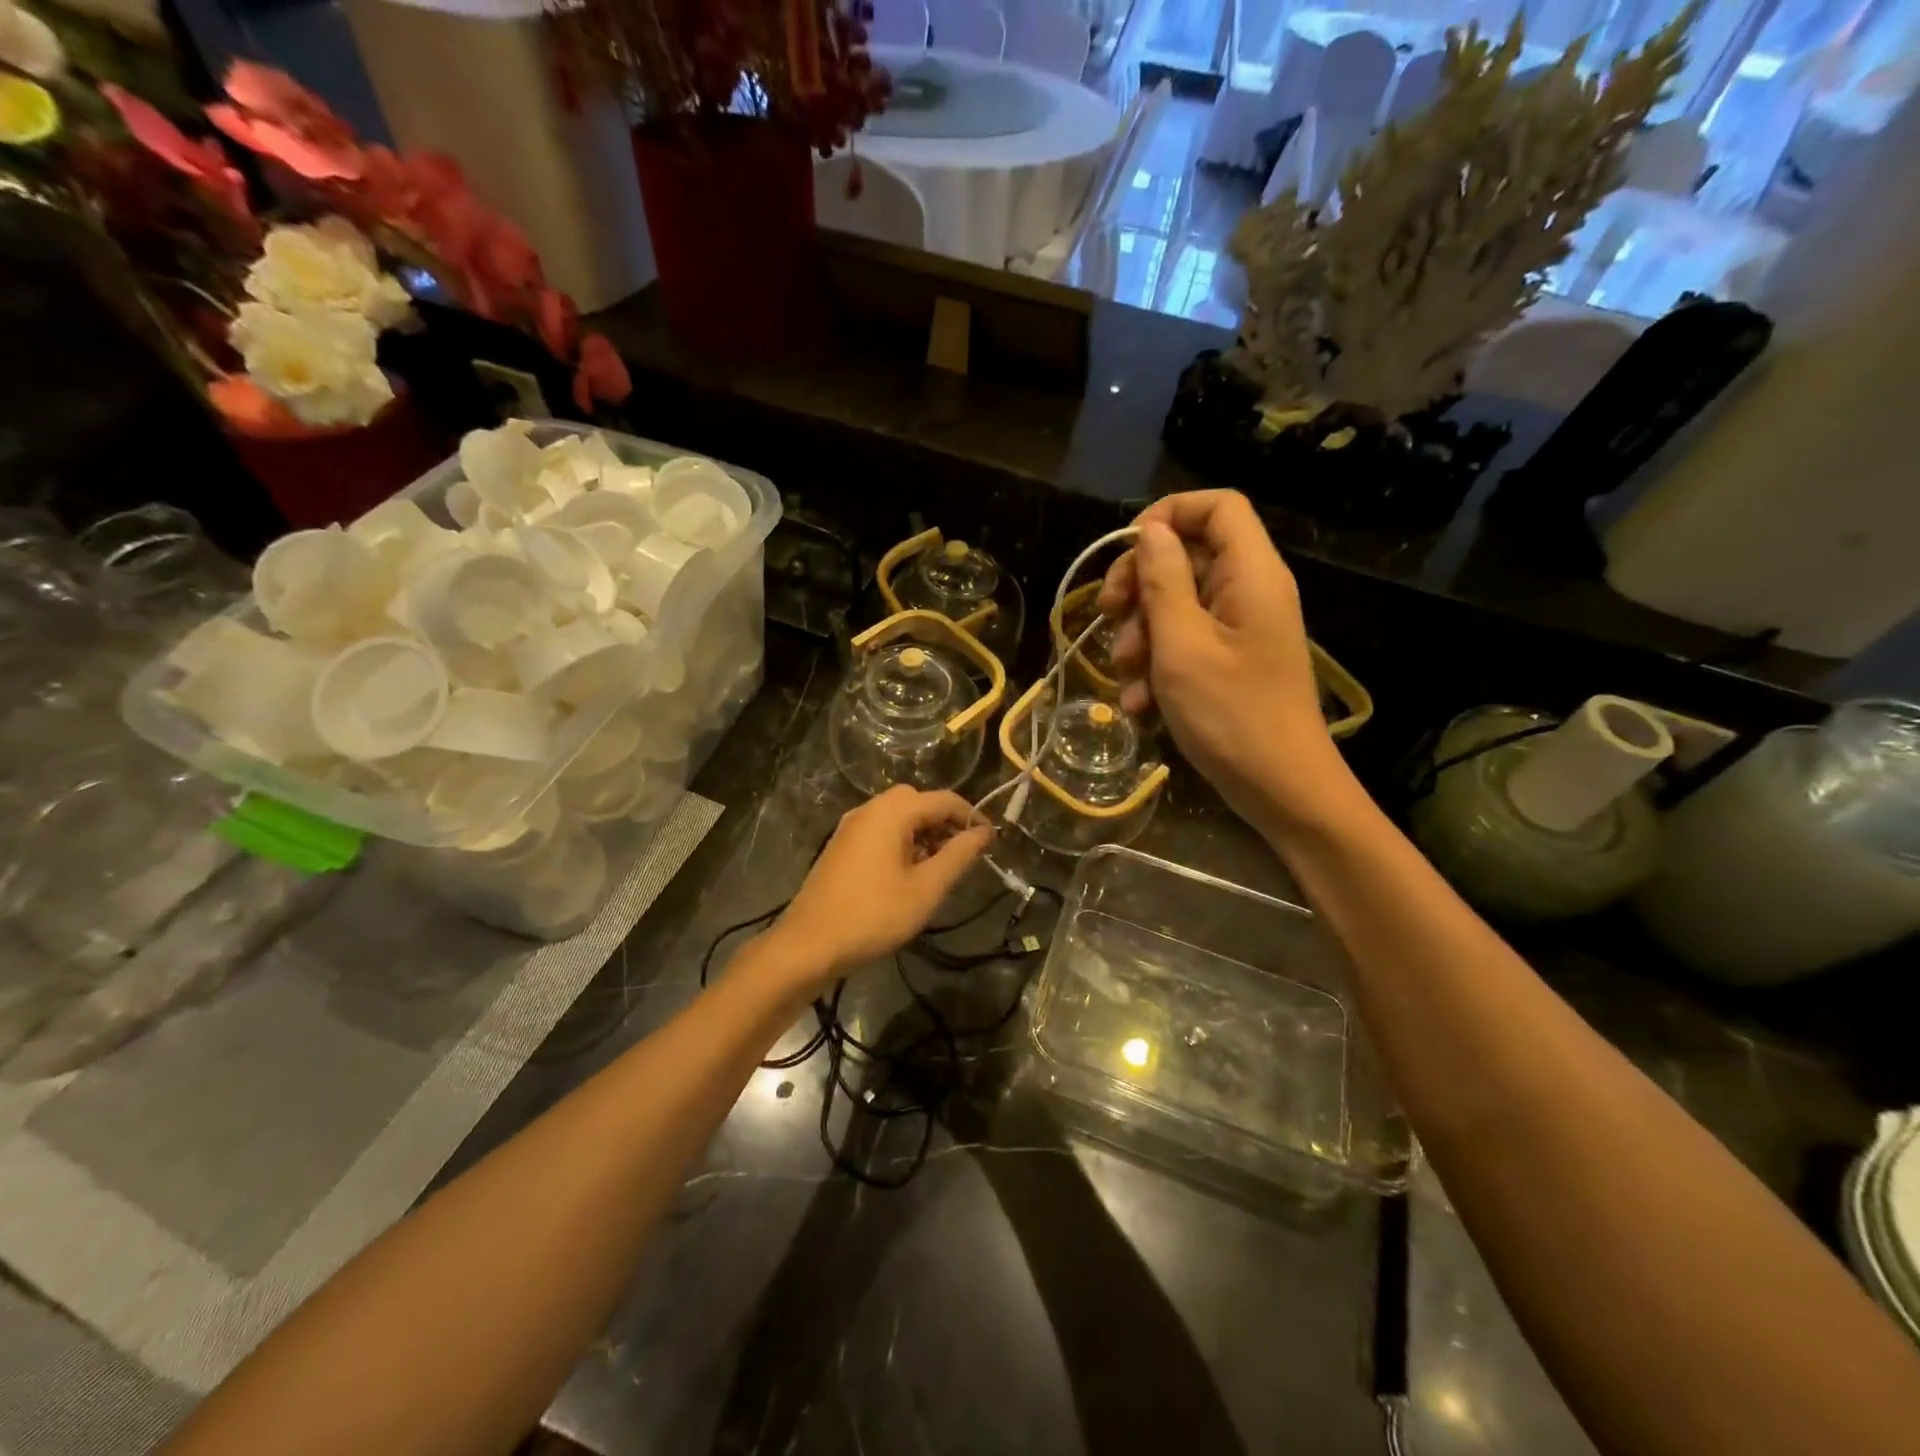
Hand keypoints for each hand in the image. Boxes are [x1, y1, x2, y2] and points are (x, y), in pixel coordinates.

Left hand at [766, 787, 991, 990]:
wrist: (809, 944)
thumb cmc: (874, 916)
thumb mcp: (926, 889)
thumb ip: (958, 855)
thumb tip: (984, 832)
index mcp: (891, 813)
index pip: (943, 799)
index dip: (971, 816)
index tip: (991, 840)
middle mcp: (869, 809)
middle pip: (918, 800)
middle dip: (944, 820)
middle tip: (963, 851)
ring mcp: (851, 826)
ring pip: (897, 815)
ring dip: (923, 830)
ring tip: (939, 866)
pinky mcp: (841, 845)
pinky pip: (880, 829)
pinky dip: (902, 839)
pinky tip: (909, 871)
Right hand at [1097, 490, 1348, 829]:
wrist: (1281, 790)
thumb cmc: (1231, 716)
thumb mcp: (1182, 646)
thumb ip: (1163, 581)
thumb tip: (1151, 530)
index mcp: (1250, 574)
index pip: (1217, 506)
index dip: (1169, 514)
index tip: (1126, 551)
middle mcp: (1248, 591)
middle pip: (1187, 555)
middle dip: (1139, 585)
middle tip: (1107, 616)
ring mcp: (1239, 629)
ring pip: (1177, 604)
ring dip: (1140, 635)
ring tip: (1125, 677)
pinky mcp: (1229, 662)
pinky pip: (1185, 643)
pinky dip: (1157, 666)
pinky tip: (1139, 704)